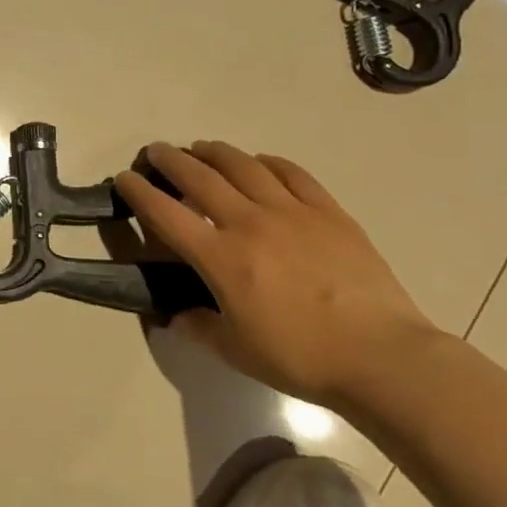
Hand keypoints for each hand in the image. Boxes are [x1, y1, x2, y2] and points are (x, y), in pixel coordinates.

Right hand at [115, 140, 439, 407]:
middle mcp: (249, 223)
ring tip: (201, 149)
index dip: (138, 192)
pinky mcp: (327, 211)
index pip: (166, 214)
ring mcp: (291, 212)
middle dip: (171, 160)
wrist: (382, 356)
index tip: (124, 178)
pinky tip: (259, 162)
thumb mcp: (236, 351)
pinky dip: (267, 161)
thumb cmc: (301, 357)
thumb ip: (199, 326)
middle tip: (157, 152)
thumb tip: (178, 314)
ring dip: (214, 152)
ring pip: (243, 165)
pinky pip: (291, 173)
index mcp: (221, 258)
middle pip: (199, 177)